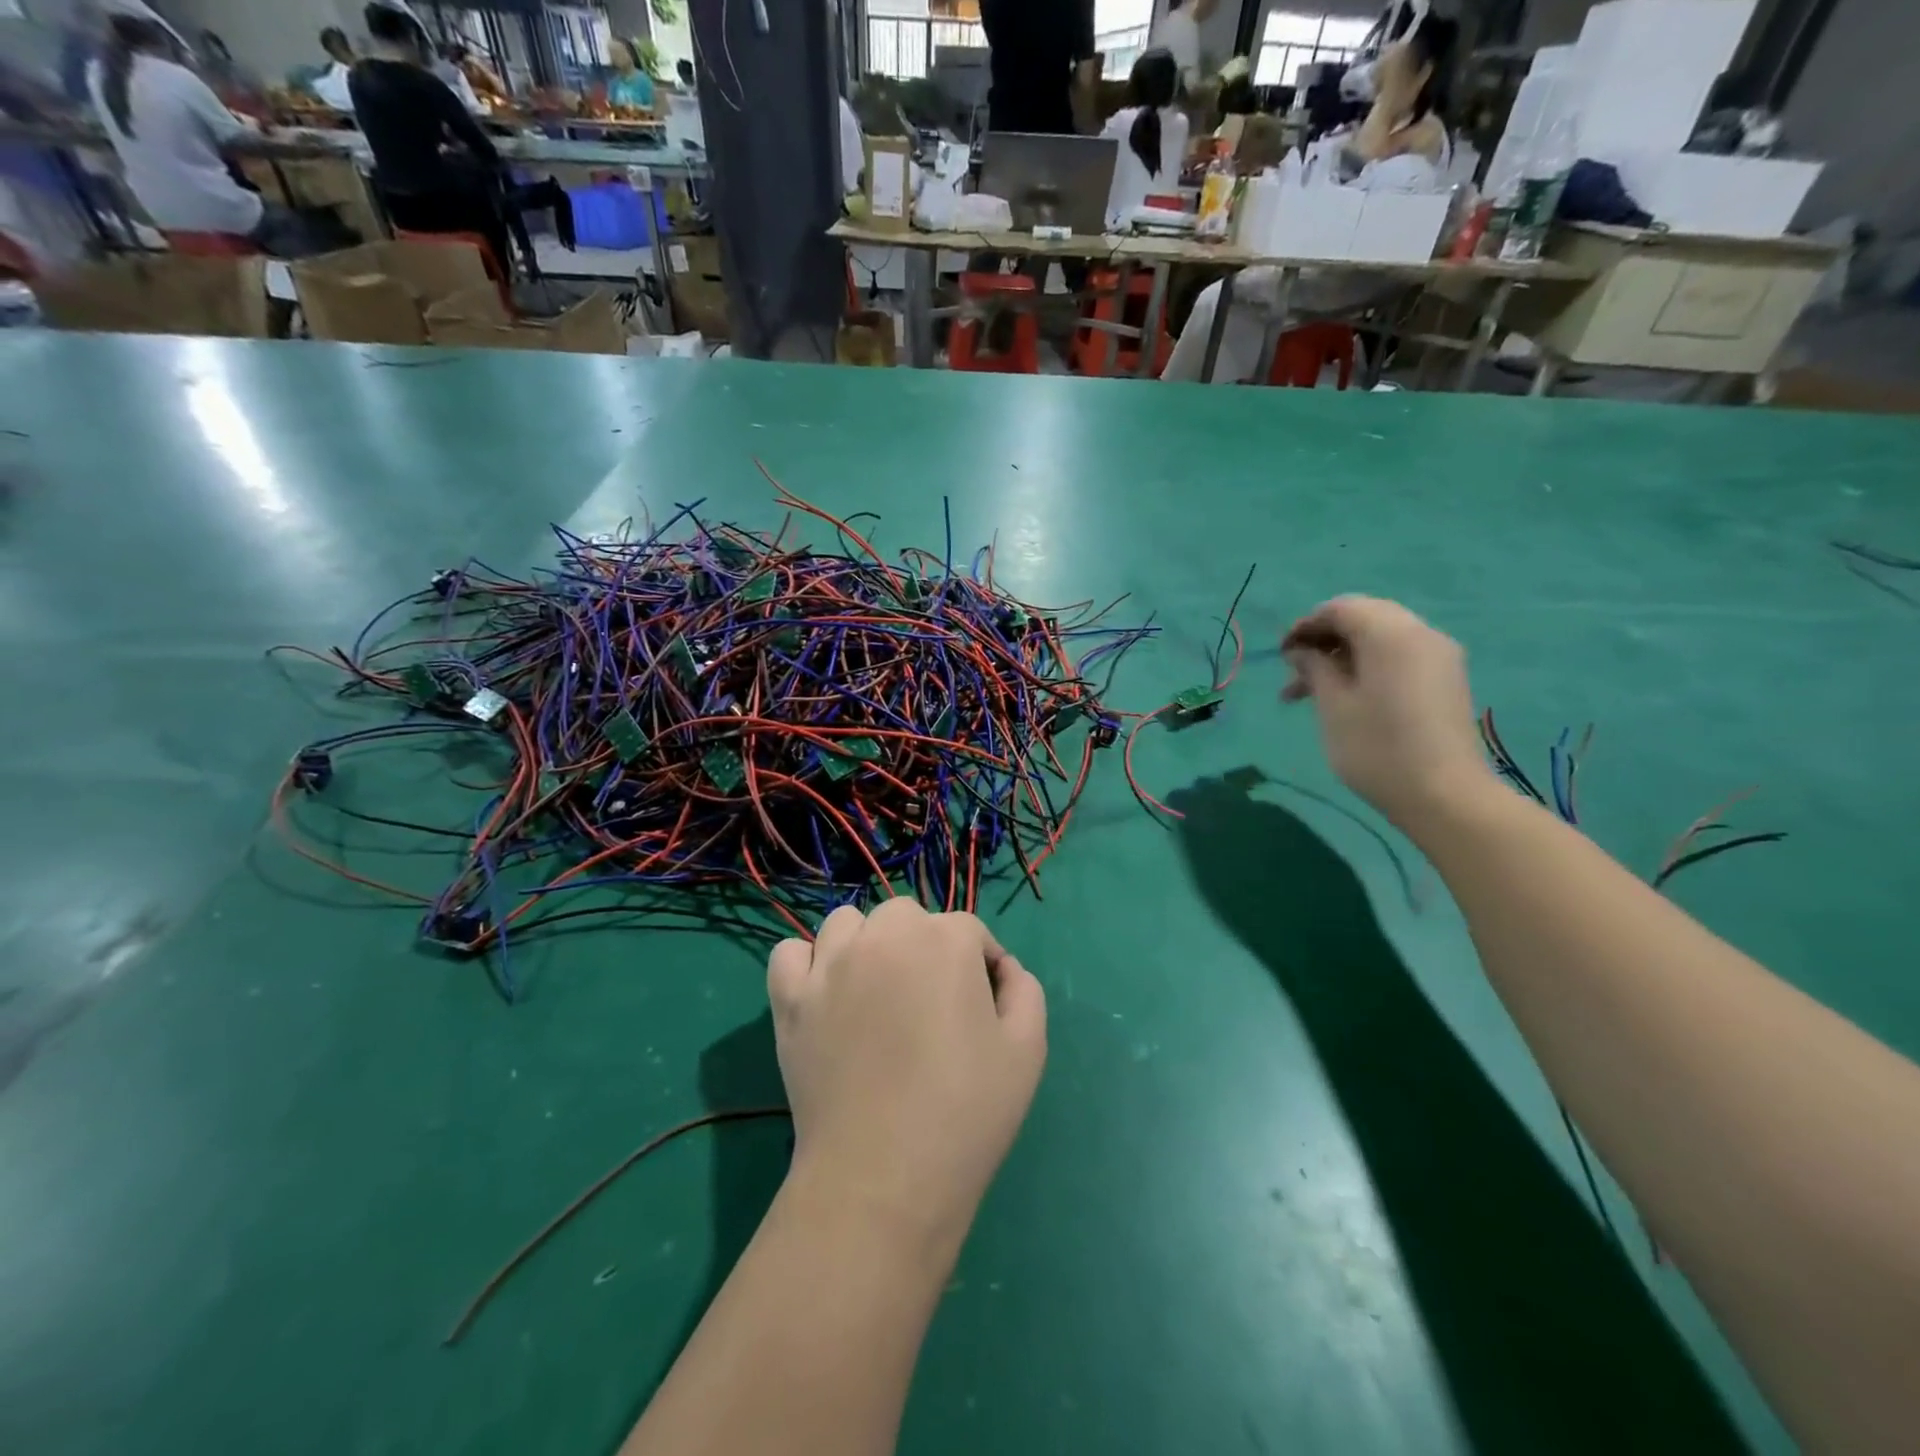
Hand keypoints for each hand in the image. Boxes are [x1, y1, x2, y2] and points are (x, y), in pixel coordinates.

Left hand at [766, 901, 1046, 1243]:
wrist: (884, 1178)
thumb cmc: (965, 1112)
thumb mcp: (1027, 1051)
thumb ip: (1024, 990)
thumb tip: (1002, 969)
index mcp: (945, 940)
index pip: (969, 931)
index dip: (981, 966)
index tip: (982, 1010)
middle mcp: (885, 936)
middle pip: (906, 917)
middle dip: (923, 947)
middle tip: (929, 1004)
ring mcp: (831, 964)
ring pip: (848, 924)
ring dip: (866, 945)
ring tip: (876, 994)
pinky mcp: (790, 998)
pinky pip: (789, 954)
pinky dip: (806, 965)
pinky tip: (825, 995)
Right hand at [1281, 595, 1491, 826]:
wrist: (1445, 796)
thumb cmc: (1377, 748)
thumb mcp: (1333, 706)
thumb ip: (1315, 668)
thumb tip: (1301, 650)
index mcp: (1391, 634)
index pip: (1341, 608)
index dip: (1306, 625)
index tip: (1281, 654)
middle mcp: (1421, 634)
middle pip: (1364, 618)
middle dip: (1324, 640)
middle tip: (1295, 672)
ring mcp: (1438, 657)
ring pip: (1380, 639)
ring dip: (1342, 657)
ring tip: (1310, 693)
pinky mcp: (1444, 680)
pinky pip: (1398, 657)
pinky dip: (1367, 666)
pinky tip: (1346, 698)